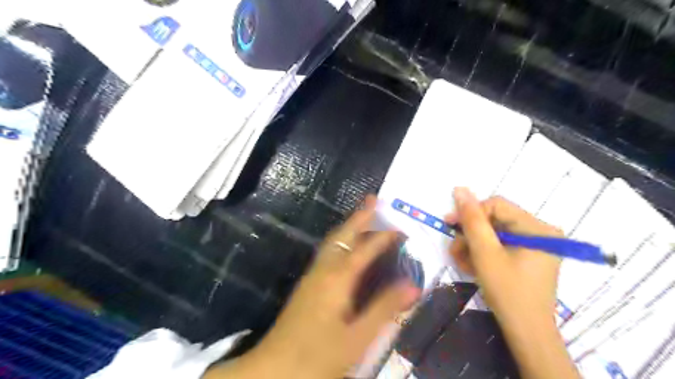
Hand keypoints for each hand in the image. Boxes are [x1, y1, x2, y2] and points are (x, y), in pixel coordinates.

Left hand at [211, 196, 419, 377]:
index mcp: (337, 279)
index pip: (365, 249)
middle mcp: (323, 270)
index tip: (402, 229)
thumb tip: (413, 285)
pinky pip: (328, 252)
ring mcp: (312, 276)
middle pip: (343, 235)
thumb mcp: (358, 338)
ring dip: (349, 226)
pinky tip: (345, 247)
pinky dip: (341, 240)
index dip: (384, 237)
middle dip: (360, 216)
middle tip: (374, 199)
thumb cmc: (317, 355)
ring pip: (333, 241)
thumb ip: (385, 309)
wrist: (274, 369)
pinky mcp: (307, 285)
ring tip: (363, 216)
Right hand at [448, 189, 561, 326]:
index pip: (496, 205)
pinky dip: (483, 253)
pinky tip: (472, 266)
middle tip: (455, 251)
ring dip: (473, 246)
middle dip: (470, 235)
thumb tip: (460, 189)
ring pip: (494, 233)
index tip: (450, 226)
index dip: (471, 213)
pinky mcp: (528, 256)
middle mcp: (540, 231)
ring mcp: (536, 244)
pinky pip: (500, 245)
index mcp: (537, 228)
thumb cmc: (507, 291)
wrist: (526, 332)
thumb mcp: (485, 253)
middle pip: (495, 220)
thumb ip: (472, 219)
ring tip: (461, 262)